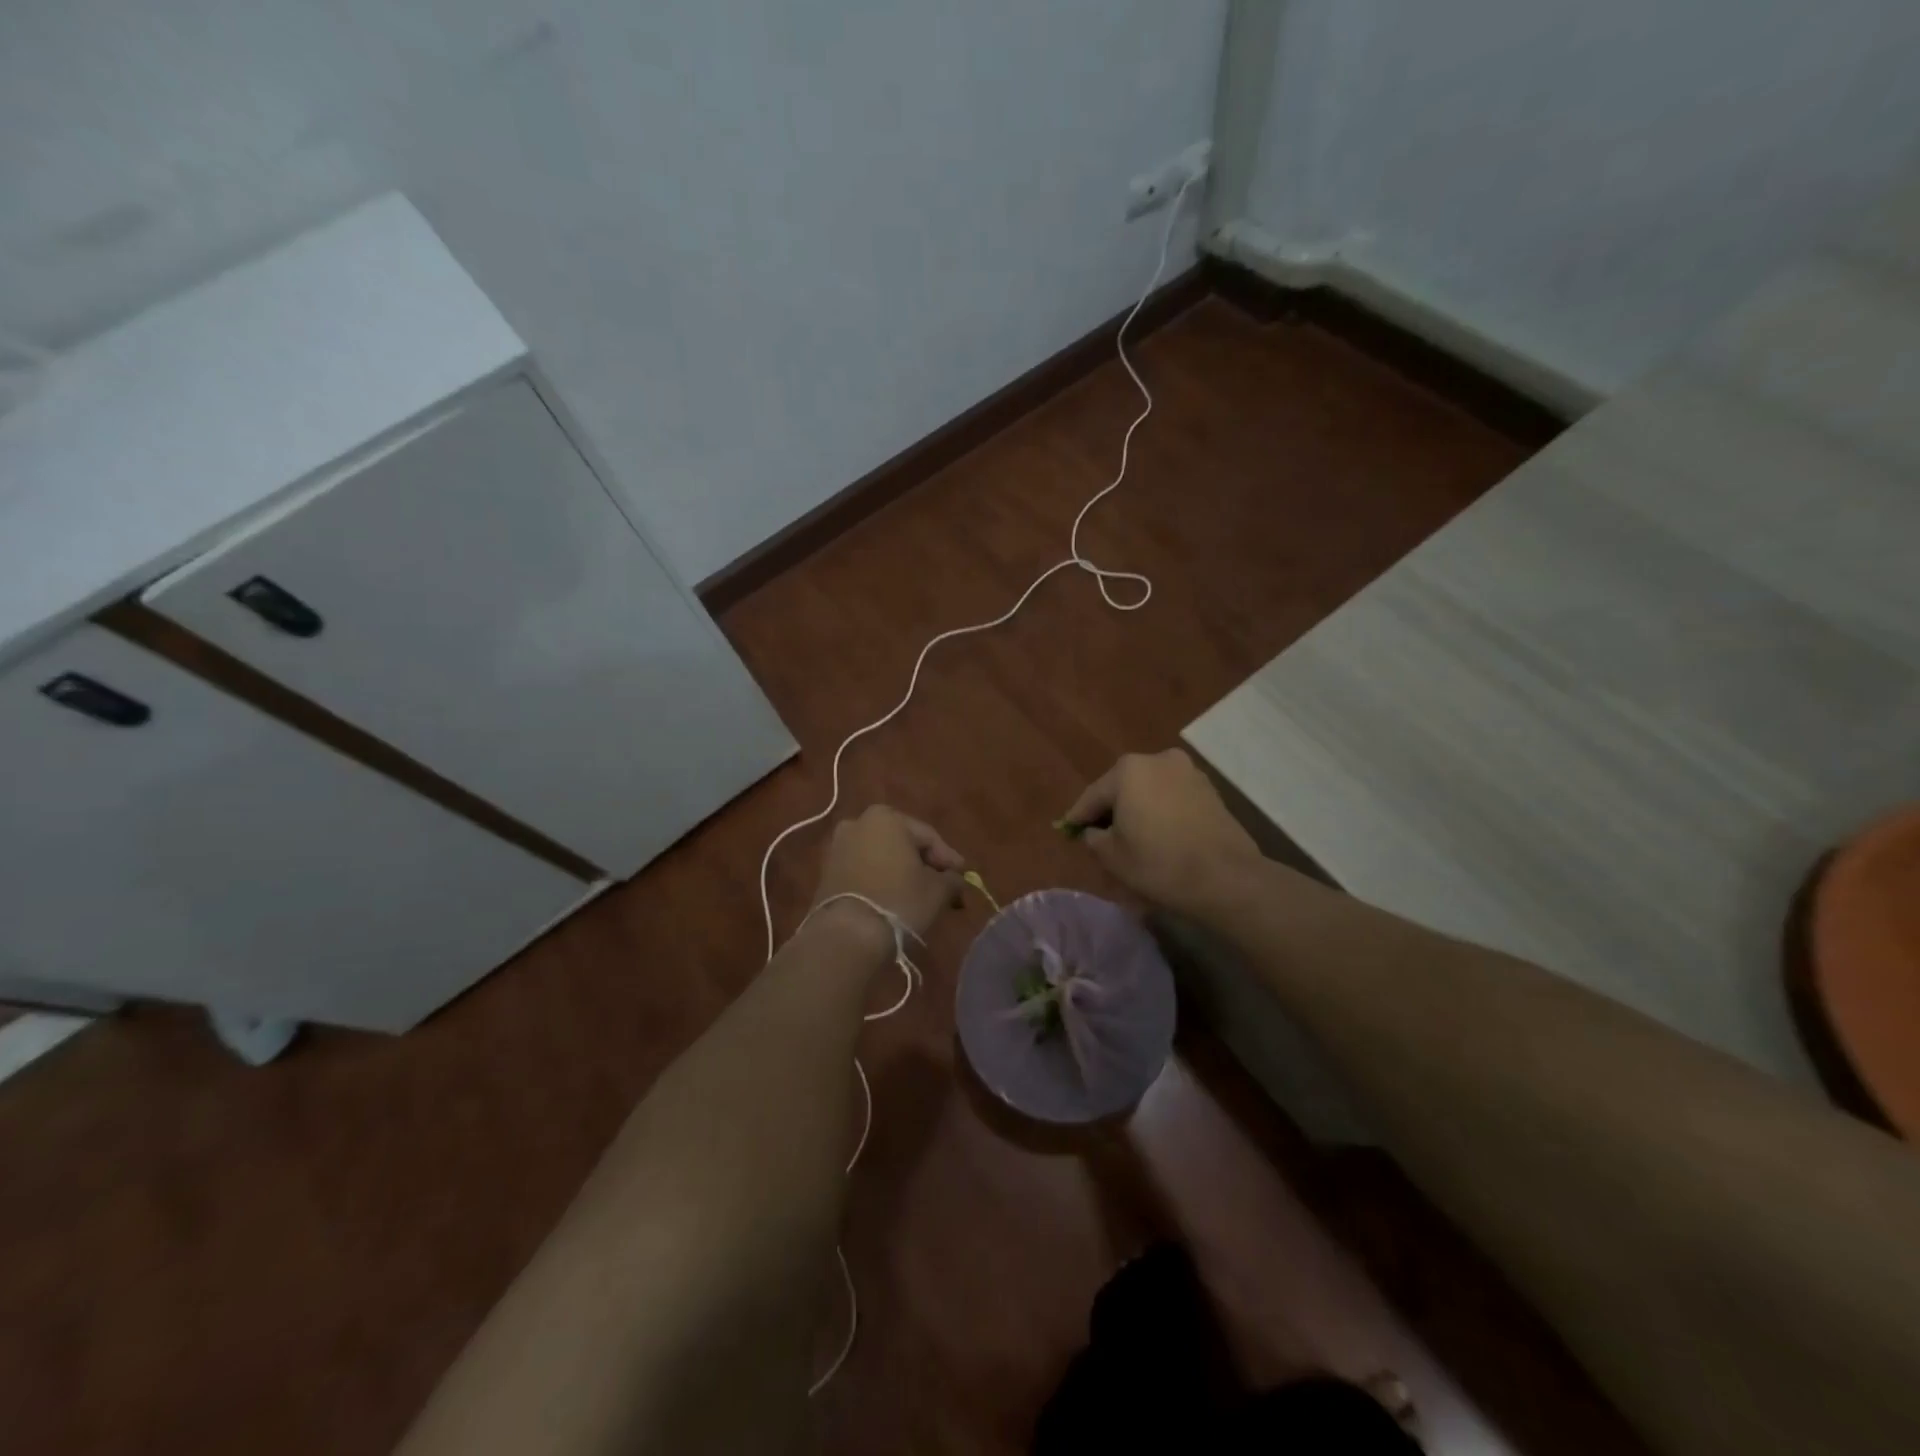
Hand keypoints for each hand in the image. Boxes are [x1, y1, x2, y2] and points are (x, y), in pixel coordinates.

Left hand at [810, 805, 966, 943]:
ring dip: (901, 872)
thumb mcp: (937, 890)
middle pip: (903, 843)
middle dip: (923, 864)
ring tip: (919, 895)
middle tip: (943, 885)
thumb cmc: (899, 901)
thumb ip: (951, 879)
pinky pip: (863, 870)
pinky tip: (893, 899)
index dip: (948, 858)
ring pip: (881, 856)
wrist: (847, 933)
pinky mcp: (826, 871)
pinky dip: (880, 880)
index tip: (963, 877)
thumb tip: (955, 879)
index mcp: (887, 818)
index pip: (928, 837)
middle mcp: (859, 823)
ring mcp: (838, 846)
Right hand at [1062, 749, 1261, 913]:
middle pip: (1122, 787)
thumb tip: (1094, 832)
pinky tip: (1158, 833)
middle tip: (1098, 834)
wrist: (1226, 877)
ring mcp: (1187, 771)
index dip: (1078, 816)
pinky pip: (1172, 797)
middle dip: (1110, 809)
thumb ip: (1094, 838)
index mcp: (1128, 770)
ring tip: (1131, 835)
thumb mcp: (1112, 856)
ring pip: (1149, 790)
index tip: (1067, 831)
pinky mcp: (1209, 789)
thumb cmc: (1159, 863)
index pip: (1093, 795)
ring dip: (1137, 808)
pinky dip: (1161, 810)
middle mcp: (1157, 760)